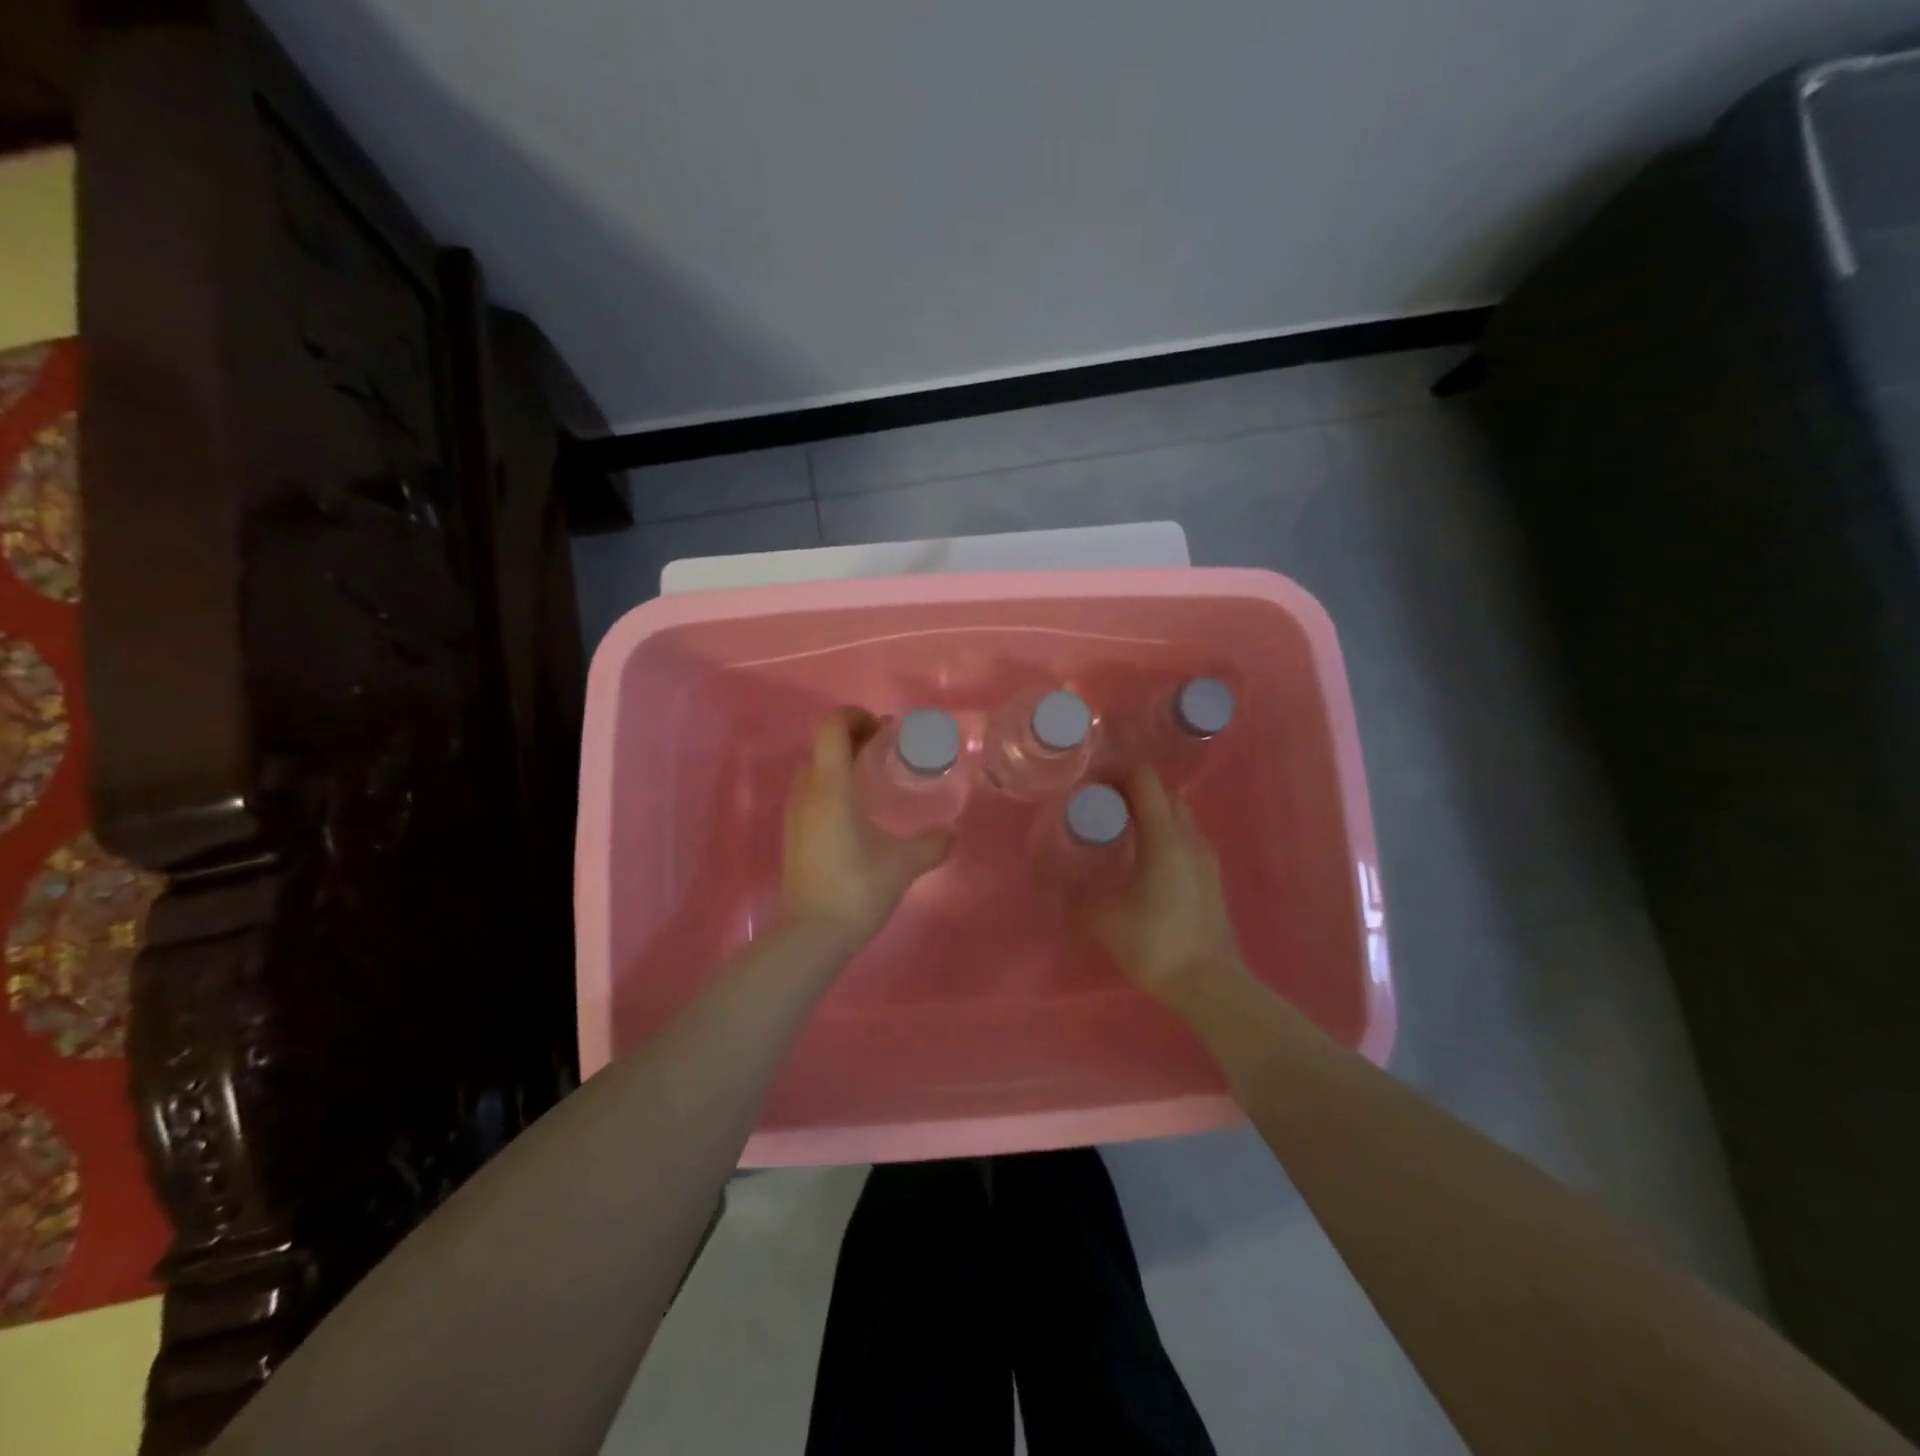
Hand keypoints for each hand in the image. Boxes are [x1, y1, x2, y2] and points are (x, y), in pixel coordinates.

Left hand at [781, 708, 952, 947]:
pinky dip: (832, 786)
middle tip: (886, 751)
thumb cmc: (857, 889)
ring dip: (841, 762)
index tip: (884, 730)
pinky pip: (810, 793)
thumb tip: (952, 834)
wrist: (811, 935)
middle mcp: (807, 792)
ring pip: (815, 769)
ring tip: (873, 779)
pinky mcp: (793, 835)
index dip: (856, 716)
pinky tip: (858, 812)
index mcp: (831, 787)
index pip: (832, 726)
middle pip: (823, 744)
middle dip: (854, 738)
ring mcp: (795, 814)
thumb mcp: (903, 864)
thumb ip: (932, 844)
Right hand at [1089, 767, 1248, 1014]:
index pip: (1144, 779)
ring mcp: (1205, 856)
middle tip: (1100, 804)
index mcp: (1164, 838)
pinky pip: (1184, 836)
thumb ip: (1074, 898)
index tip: (1089, 783)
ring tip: (1118, 829)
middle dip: (1130, 788)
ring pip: (1177, 813)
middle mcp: (1189, 837)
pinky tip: (1141, 858)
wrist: (1211, 985)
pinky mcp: (1211, 876)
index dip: (1115, 771)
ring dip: (1149, 810)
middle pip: (1162, 791)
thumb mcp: (1104, 921)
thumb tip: (1051, 887)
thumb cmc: (1156, 945)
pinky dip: (1162, 831)